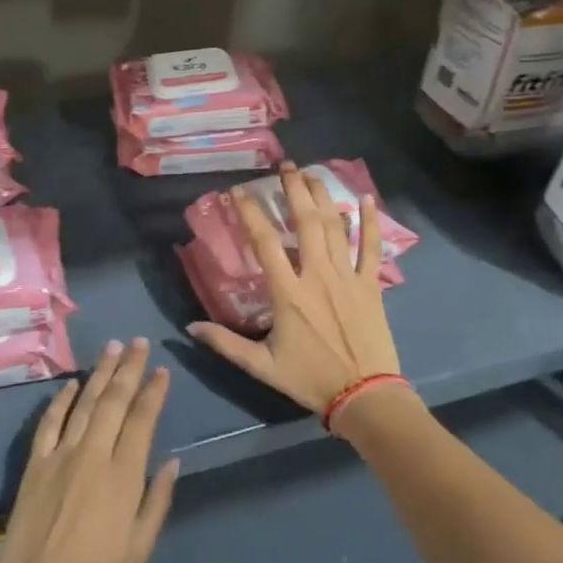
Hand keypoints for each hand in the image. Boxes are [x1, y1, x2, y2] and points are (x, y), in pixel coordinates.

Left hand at [0, 339, 178, 562]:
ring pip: (84, 403)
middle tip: (137, 342)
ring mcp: (61, 455)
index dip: (153, 392)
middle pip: (114, 401)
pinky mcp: (36, 463)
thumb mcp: (140, 547)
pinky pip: (50, 422)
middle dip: (128, 368)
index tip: (162, 371)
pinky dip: (62, 400)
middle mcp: (93, 454)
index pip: (142, 420)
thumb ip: (157, 500)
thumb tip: (173, 462)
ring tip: (111, 348)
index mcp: (123, 475)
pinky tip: (72, 384)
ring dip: (99, 373)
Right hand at [188, 164, 400, 413]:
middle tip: (285, 167)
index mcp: (288, 293)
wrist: (366, 396)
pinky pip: (372, 248)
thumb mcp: (262, 365)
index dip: (251, 214)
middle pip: (306, 223)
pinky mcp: (371, 285)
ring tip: (312, 174)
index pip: (265, 243)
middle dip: (294, 190)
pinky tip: (367, 200)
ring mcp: (348, 277)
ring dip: (324, 197)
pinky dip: (371, 223)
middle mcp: (318, 275)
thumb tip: (190, 328)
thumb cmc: (311, 379)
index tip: (238, 191)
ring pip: (336, 228)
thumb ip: (226, 344)